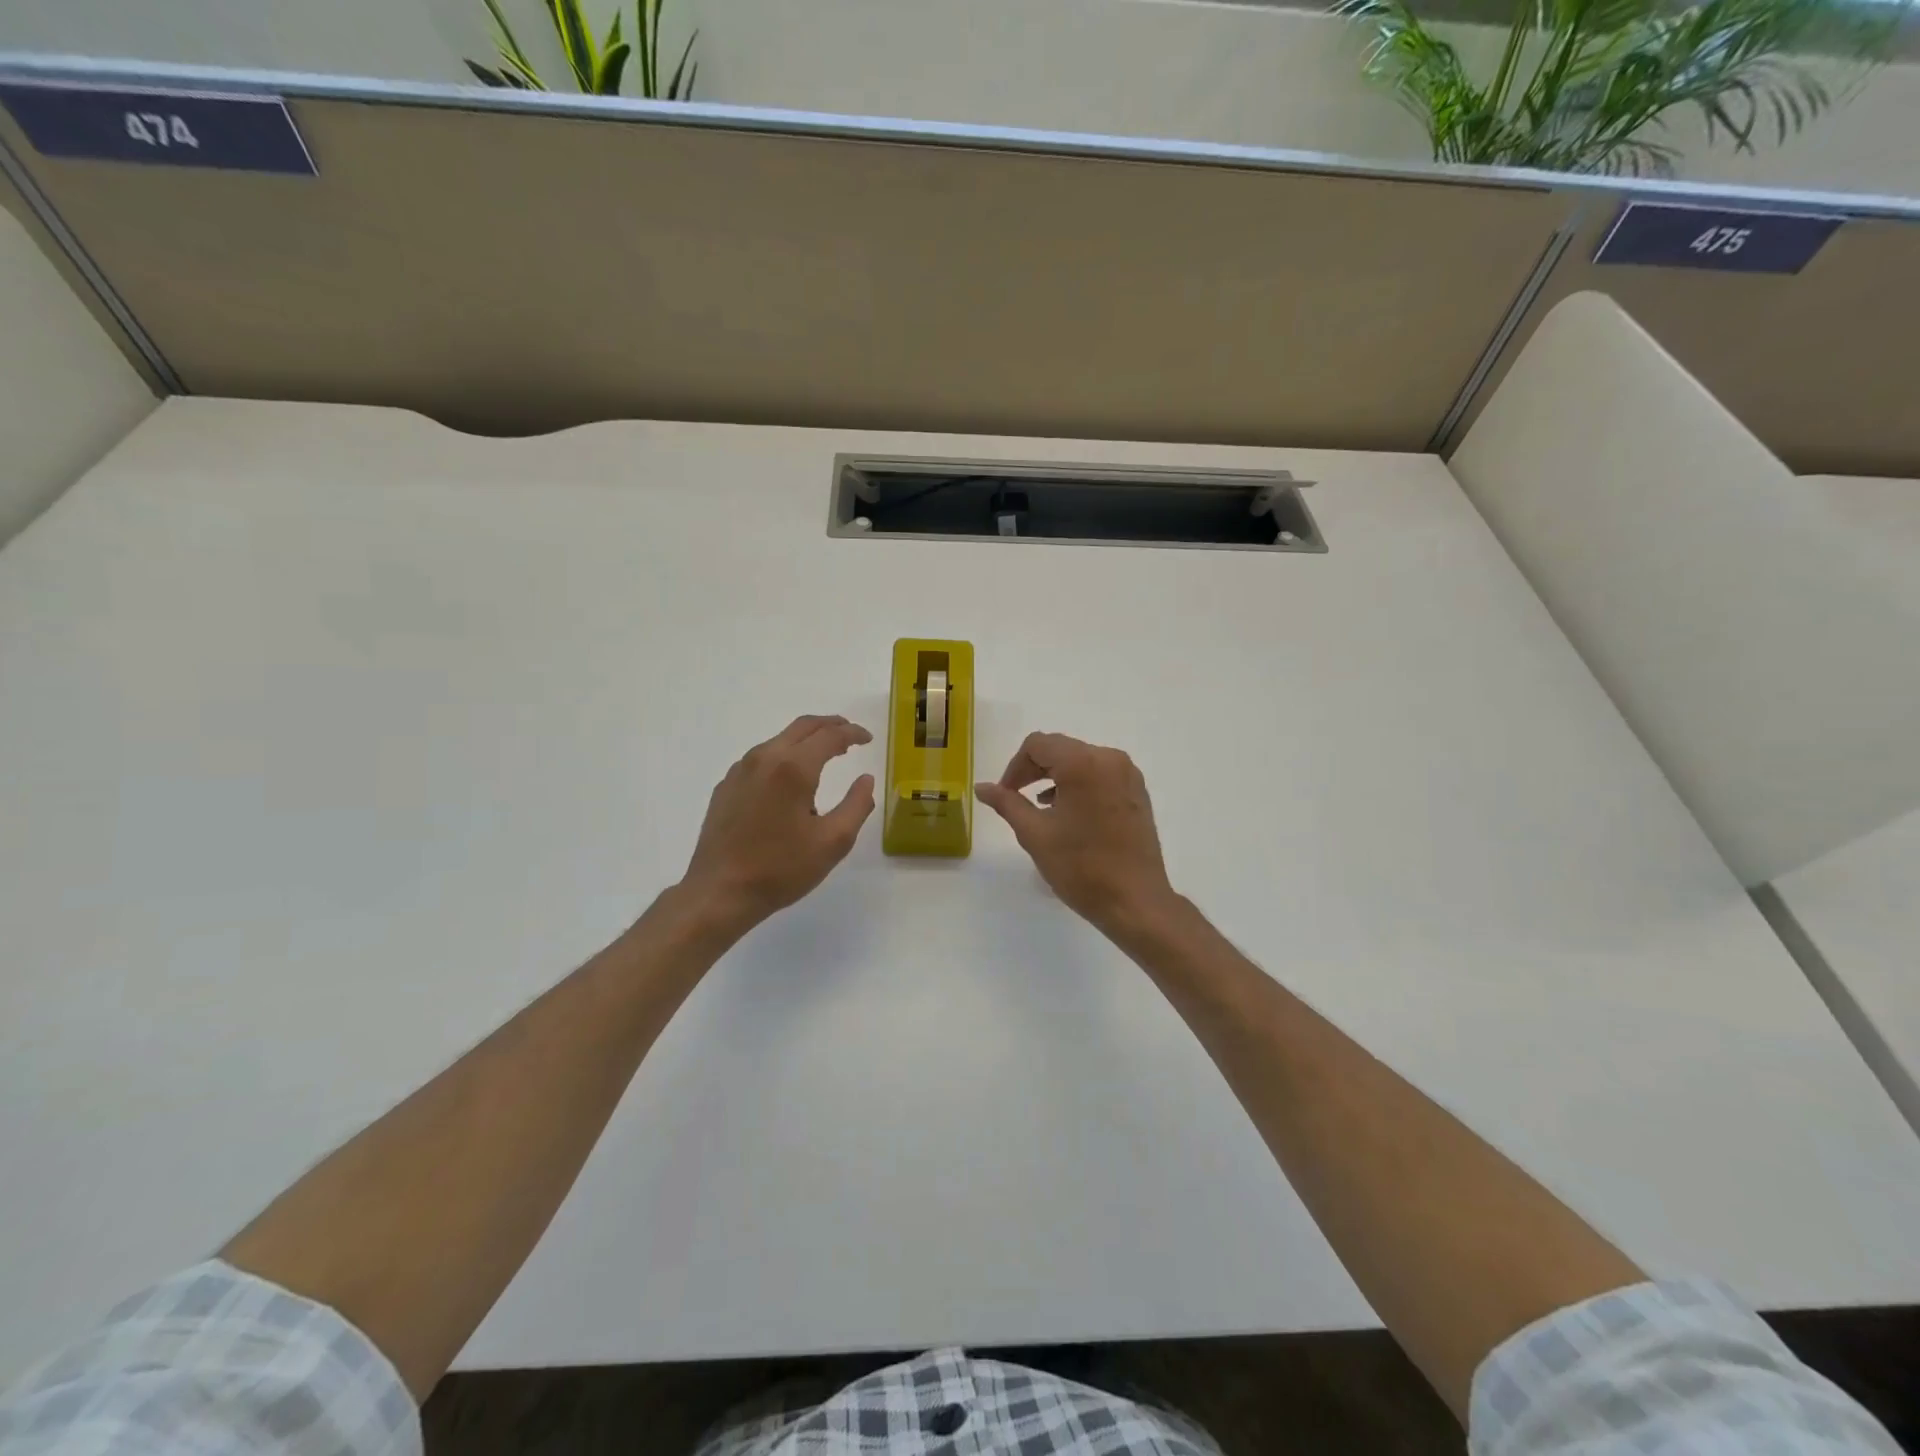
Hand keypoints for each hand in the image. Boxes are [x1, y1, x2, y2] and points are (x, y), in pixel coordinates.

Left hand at [679, 715, 874, 931]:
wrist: (719, 892)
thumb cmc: (781, 869)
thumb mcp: (833, 842)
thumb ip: (856, 805)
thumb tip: (865, 780)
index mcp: (794, 768)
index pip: (830, 736)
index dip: (853, 733)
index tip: (868, 739)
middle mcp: (765, 758)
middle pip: (802, 726)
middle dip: (830, 725)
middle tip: (849, 735)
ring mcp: (740, 770)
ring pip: (779, 740)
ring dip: (806, 740)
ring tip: (824, 754)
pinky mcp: (726, 786)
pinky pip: (761, 758)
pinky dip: (784, 756)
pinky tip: (789, 779)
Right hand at [976, 732, 1177, 934]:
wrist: (1135, 902)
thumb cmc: (1081, 867)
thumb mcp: (1035, 834)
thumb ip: (1007, 803)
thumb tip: (981, 787)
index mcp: (1083, 763)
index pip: (1038, 745)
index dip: (1015, 767)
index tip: (1005, 794)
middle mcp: (1109, 758)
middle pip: (1061, 749)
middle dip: (1034, 770)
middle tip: (1017, 799)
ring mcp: (1128, 775)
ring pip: (1081, 761)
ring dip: (1056, 777)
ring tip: (1042, 809)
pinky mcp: (1137, 792)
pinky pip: (1100, 774)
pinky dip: (1079, 785)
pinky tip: (1069, 814)